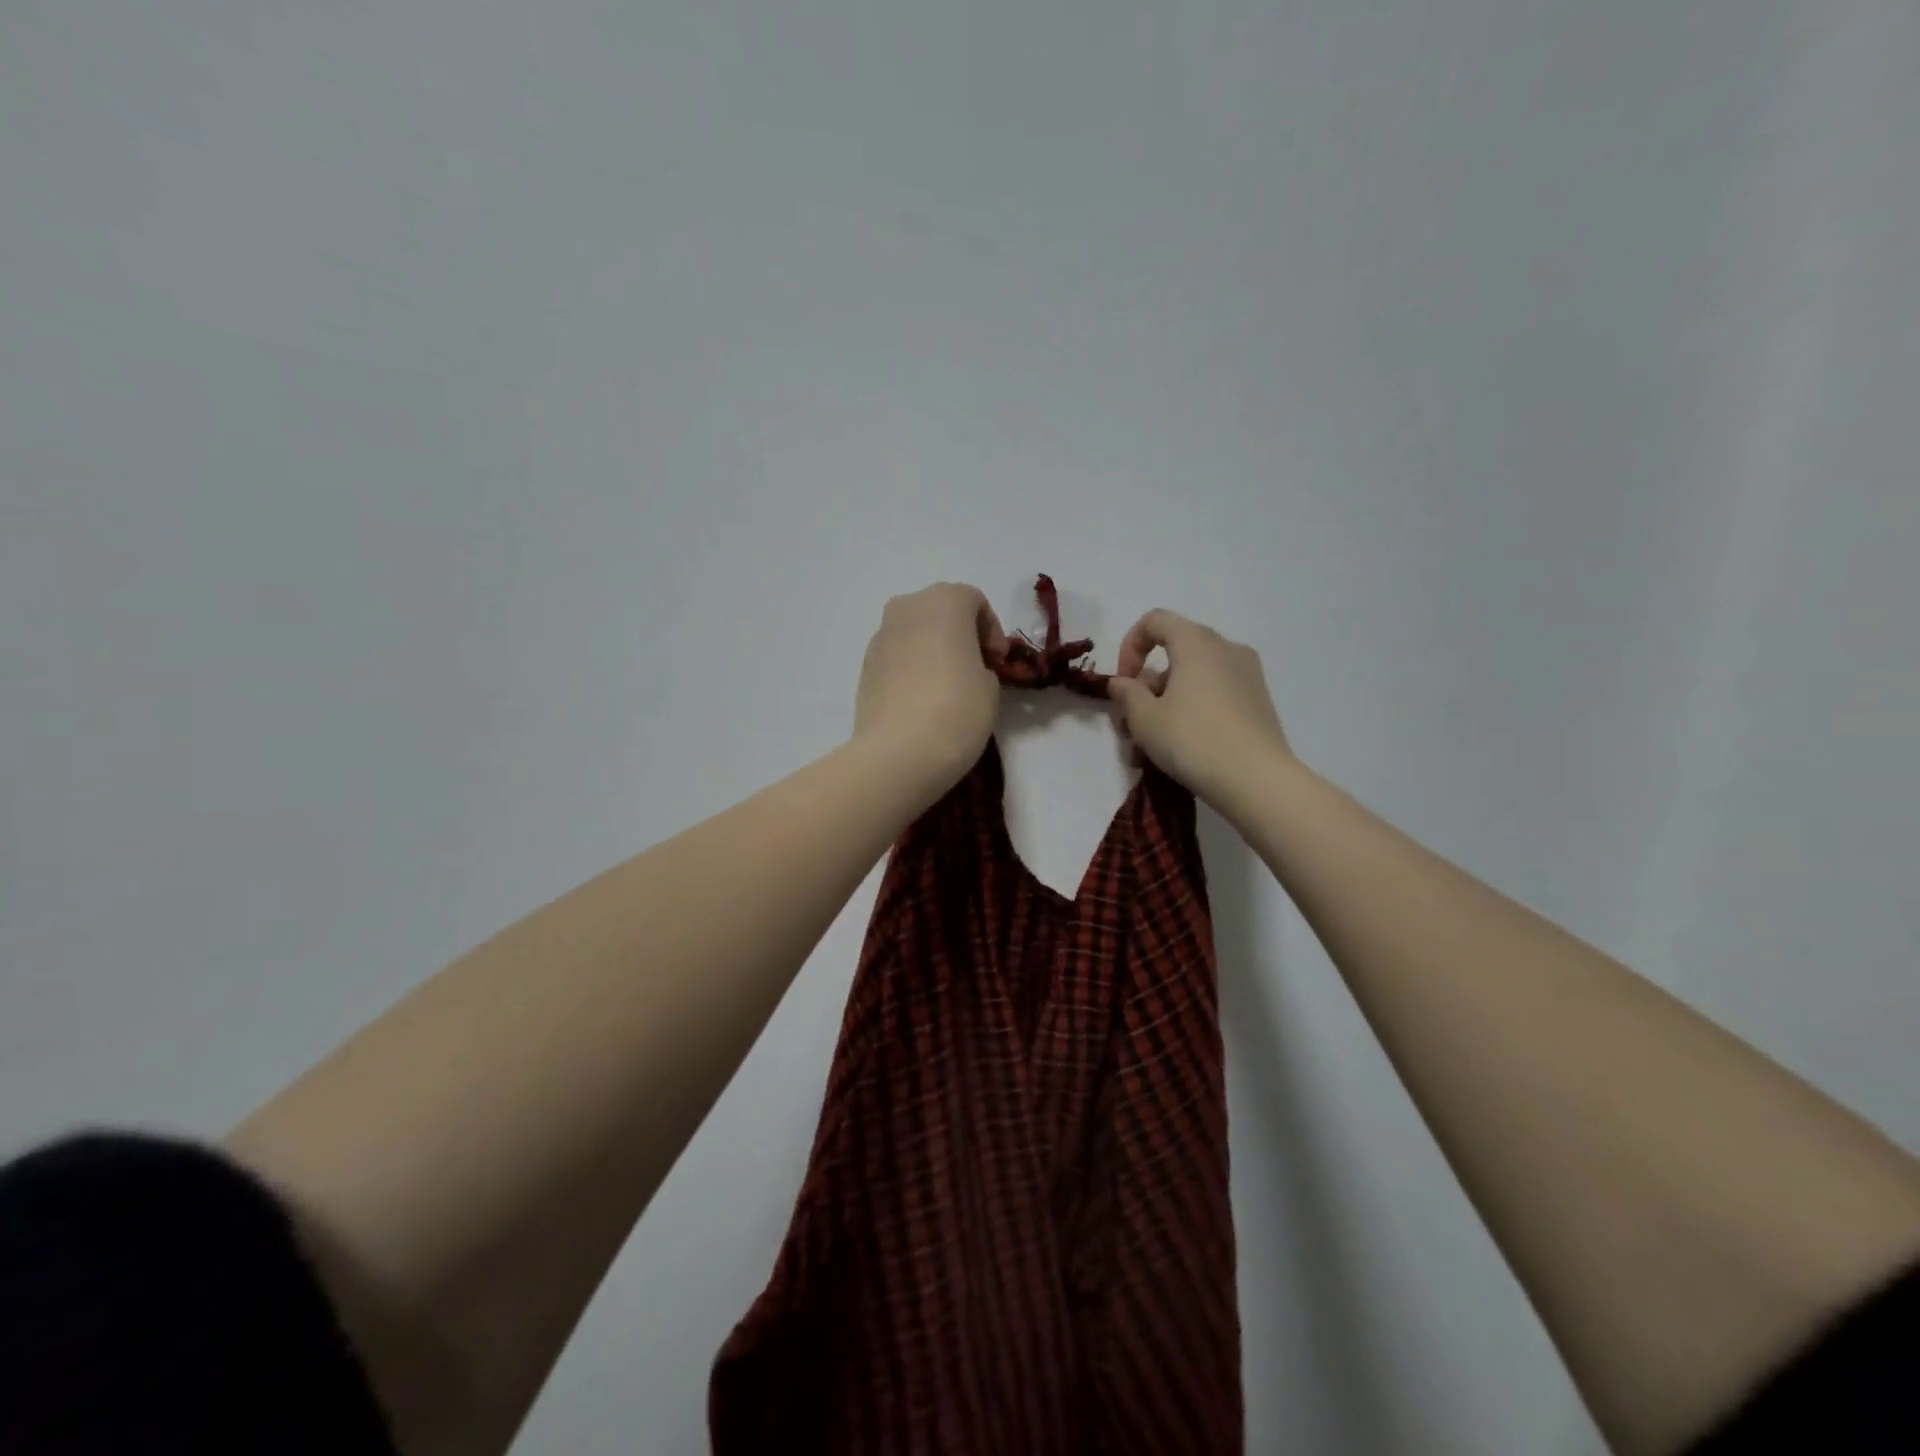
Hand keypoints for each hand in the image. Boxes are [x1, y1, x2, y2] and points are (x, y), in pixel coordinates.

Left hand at [852, 583, 1008, 792]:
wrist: (898, 754)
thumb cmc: (957, 710)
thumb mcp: (990, 686)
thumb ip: (982, 665)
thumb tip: (967, 669)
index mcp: (943, 601)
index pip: (975, 601)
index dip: (992, 631)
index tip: (998, 663)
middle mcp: (907, 607)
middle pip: (941, 610)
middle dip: (960, 635)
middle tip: (976, 669)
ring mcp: (880, 636)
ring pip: (915, 632)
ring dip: (933, 650)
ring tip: (948, 687)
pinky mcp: (865, 666)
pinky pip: (897, 656)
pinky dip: (912, 667)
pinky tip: (923, 700)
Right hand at [1107, 609, 1294, 813]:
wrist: (1257, 780)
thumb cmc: (1193, 740)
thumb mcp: (1145, 719)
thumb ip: (1126, 694)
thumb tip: (1122, 682)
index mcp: (1197, 642)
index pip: (1155, 621)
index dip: (1129, 647)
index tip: (1123, 683)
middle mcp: (1226, 648)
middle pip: (1175, 652)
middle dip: (1147, 684)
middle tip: (1132, 722)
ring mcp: (1247, 674)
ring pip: (1195, 677)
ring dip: (1167, 702)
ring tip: (1151, 745)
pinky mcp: (1258, 701)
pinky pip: (1215, 693)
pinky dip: (1192, 710)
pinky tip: (1181, 747)